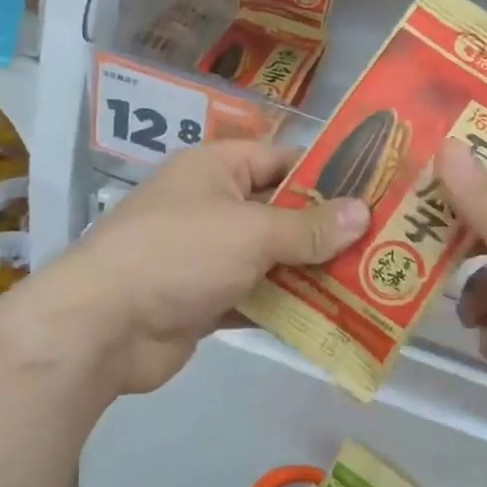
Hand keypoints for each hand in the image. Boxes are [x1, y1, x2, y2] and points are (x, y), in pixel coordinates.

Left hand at [33, 141, 369, 396]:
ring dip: (312, 271)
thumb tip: (362, 213)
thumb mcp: (251, 231)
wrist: (102, 328)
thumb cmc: (180, 253)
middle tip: (384, 243)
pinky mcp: (206, 300)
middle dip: (327, 229)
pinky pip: (257, 295)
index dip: (327, 173)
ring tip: (371, 281)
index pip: (282, 159)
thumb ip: (309, 226)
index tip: (374, 190)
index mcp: (217, 169)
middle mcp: (213, 205)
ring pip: (272, 257)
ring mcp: (208, 255)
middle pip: (281, 211)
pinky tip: (332, 317)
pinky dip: (287, 305)